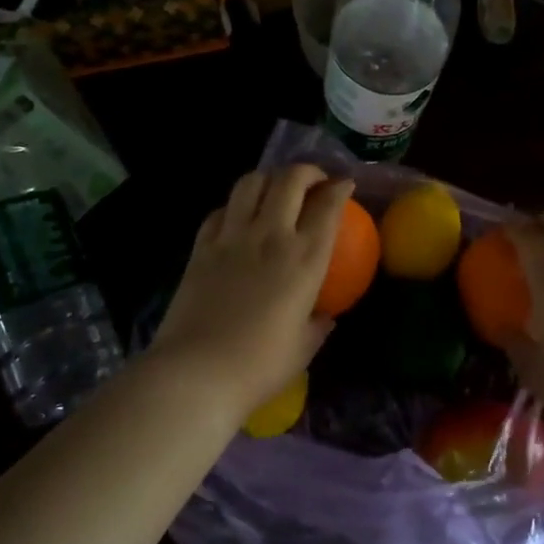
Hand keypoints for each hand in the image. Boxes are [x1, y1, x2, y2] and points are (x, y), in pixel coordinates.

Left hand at [148, 165, 353, 418]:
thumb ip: (318, 325)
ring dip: (269, 179)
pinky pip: (220, 210)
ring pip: (251, 183)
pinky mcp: (201, 247)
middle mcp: (270, 236)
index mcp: (305, 260)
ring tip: (276, 191)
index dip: (340, 188)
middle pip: (290, 180)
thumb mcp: (303, 348)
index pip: (328, 206)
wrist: (198, 372)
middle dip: (308, 171)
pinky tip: (238, 218)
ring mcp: (232, 238)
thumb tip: (325, 316)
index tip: (345, 185)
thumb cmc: (259, 366)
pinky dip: (235, 206)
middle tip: (314, 182)